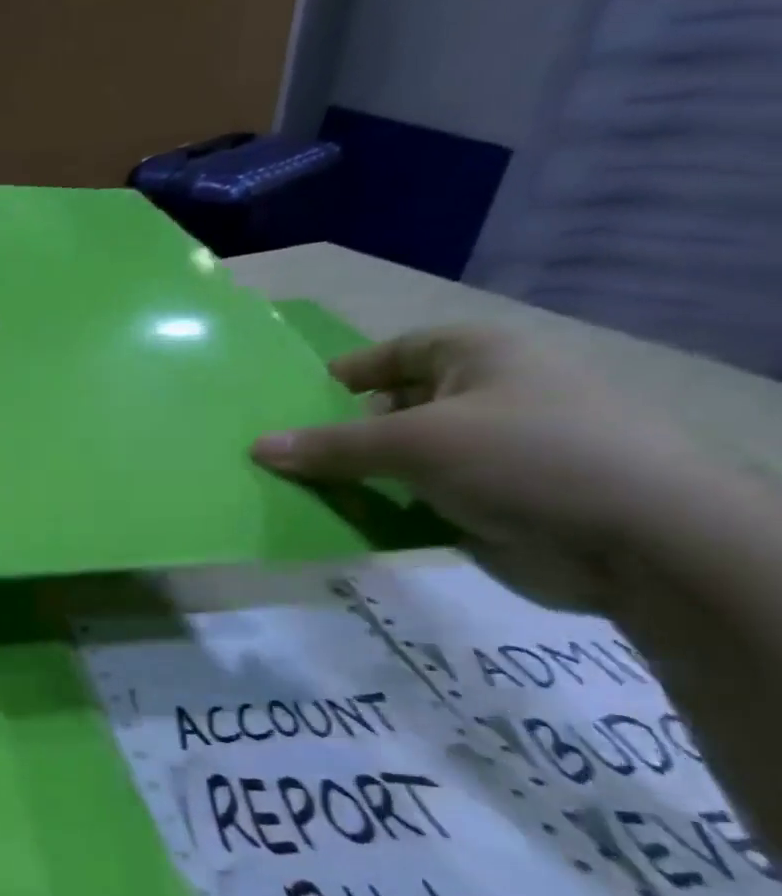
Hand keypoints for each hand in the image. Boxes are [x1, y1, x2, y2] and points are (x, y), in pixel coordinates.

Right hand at [250, 325, 704, 610]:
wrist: (639, 544)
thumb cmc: (524, 458)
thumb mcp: (414, 442)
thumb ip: (330, 446)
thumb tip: (256, 447)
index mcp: (479, 357)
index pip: (396, 352)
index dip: (346, 373)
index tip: (294, 400)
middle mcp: (484, 396)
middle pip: (390, 406)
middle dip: (338, 430)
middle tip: (281, 453)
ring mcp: (487, 452)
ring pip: (398, 457)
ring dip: (353, 474)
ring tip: (294, 489)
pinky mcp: (486, 500)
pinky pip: (413, 496)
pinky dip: (379, 507)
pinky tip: (338, 519)